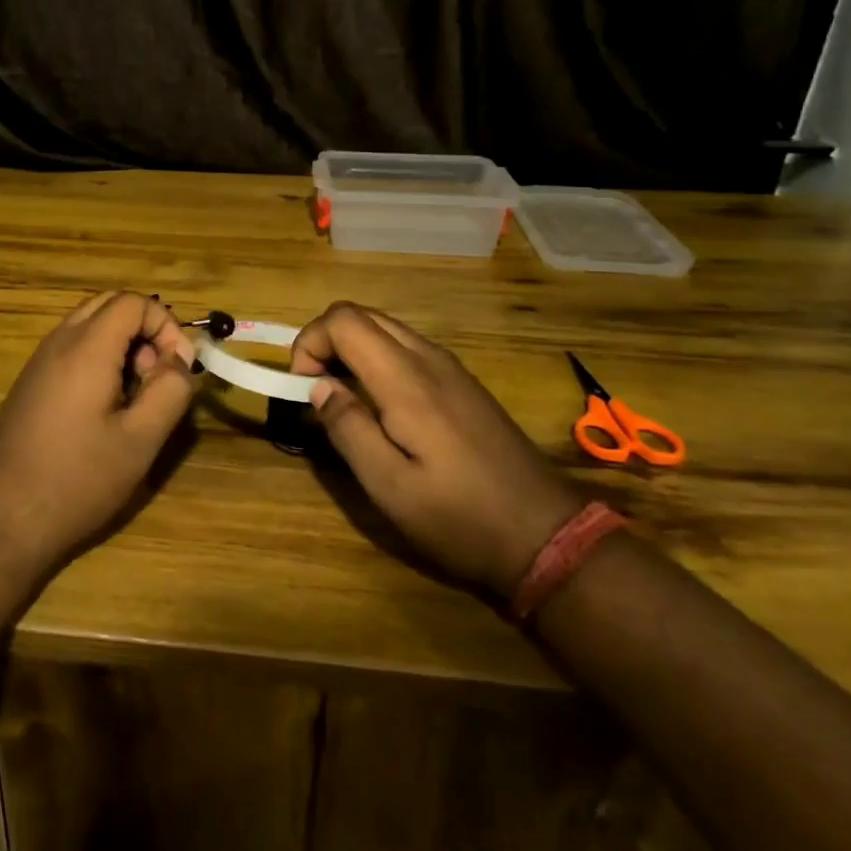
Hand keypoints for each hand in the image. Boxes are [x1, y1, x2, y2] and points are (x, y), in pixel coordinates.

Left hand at [0, 291, 197, 577]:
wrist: (1, 520)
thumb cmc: (77, 480)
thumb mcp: (140, 440)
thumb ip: (171, 390)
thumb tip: (180, 360)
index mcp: (86, 348)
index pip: (134, 301)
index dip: (166, 326)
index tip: (177, 369)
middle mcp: (58, 343)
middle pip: (109, 305)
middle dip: (144, 330)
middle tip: (155, 377)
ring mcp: (38, 362)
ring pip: (89, 325)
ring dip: (122, 346)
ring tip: (134, 397)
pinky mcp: (30, 384)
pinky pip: (71, 349)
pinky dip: (99, 360)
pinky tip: (104, 411)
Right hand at [291, 302, 582, 598]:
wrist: (547, 535)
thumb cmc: (461, 517)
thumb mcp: (390, 488)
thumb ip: (348, 429)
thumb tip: (318, 386)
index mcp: (406, 379)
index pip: (342, 320)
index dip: (310, 343)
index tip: (303, 389)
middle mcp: (428, 359)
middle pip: (362, 315)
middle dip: (326, 342)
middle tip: (316, 392)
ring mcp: (451, 368)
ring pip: (385, 328)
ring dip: (352, 350)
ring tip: (344, 400)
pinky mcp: (463, 383)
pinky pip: (408, 348)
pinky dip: (378, 360)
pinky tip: (382, 407)